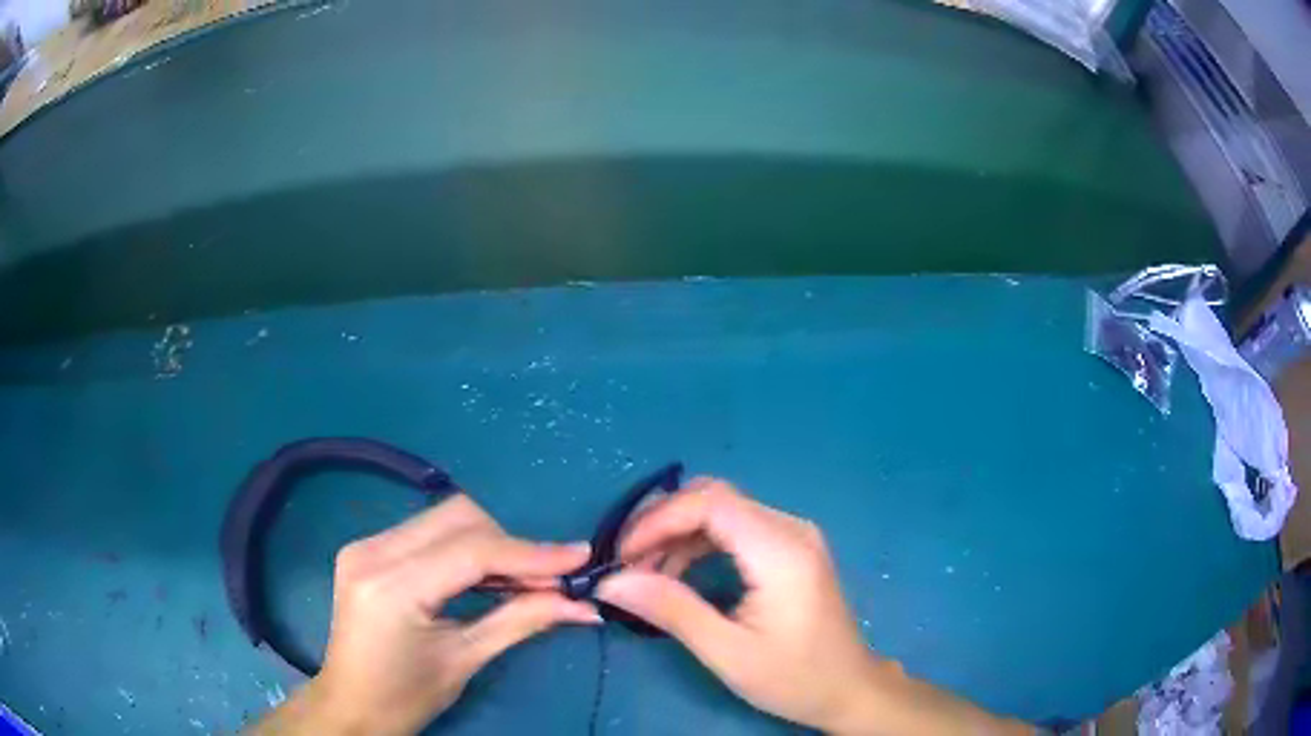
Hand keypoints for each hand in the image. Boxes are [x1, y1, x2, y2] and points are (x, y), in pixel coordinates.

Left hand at [252, 494, 599, 735]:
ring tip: (519, 580)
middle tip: (547, 580)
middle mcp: (372, 551)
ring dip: (489, 543)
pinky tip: (481, 577)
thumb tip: (580, 603)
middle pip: (458, 517)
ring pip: (444, 518)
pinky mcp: (366, 549)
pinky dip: (463, 548)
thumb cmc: (406, 697)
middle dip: (510, 544)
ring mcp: (364, 545)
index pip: (472, 551)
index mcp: (392, 587)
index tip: (580, 559)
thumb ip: (521, 621)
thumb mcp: (466, 661)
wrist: (350, 705)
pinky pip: (426, 532)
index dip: (531, 553)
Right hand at [594, 477, 875, 730]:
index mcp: (781, 551)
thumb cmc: (793, 677)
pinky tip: (678, 571)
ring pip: (722, 508)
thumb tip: (611, 582)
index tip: (622, 556)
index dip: (657, 520)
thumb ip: (671, 610)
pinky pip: (736, 526)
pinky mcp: (790, 547)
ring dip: (678, 532)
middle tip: (627, 562)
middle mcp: (791, 528)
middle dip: (662, 522)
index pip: (710, 503)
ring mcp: (794, 534)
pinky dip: (699, 541)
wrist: (848, 688)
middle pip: (714, 497)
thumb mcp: (727, 653)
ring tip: (645, 571)